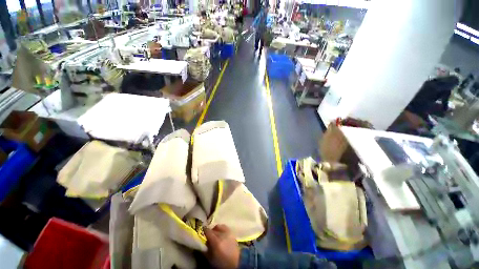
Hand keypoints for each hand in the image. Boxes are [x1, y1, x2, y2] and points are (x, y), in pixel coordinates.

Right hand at [204, 224, 239, 268]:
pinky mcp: (231, 232)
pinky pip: (224, 227)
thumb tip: (203, 241)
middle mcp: (222, 235)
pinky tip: (221, 234)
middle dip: (210, 231)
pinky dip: (221, 228)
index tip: (202, 233)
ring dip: (216, 229)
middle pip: (213, 229)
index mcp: (216, 242)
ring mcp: (228, 232)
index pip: (208, 231)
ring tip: (215, 234)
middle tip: (208, 236)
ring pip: (219, 226)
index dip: (204, 231)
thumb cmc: (221, 262)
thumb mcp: (210, 258)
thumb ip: (205, 249)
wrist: (235, 262)